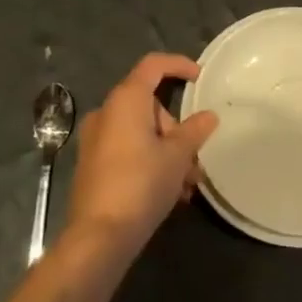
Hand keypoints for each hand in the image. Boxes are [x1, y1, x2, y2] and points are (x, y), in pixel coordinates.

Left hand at [66, 53, 218, 251]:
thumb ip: (194, 131)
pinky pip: (129, 150)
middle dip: (176, 129)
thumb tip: (208, 116)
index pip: (153, 66)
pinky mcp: (93, 165)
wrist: (99, 236)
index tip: (200, 77)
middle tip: (194, 158)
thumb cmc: (141, 184)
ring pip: (142, 133)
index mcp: (125, 100)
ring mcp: (96, 140)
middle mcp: (106, 113)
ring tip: (187, 185)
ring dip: (168, 152)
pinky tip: (169, 194)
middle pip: (150, 105)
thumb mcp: (176, 156)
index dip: (178, 65)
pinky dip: (150, 162)